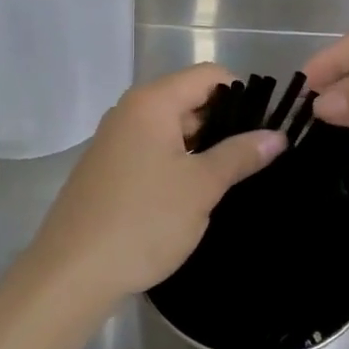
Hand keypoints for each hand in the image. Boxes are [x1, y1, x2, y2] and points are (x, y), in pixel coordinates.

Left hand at [28, 64, 286, 309]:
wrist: (72, 272)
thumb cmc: (143, 220)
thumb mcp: (201, 186)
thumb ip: (240, 155)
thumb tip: (277, 136)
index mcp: (151, 102)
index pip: (208, 76)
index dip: (242, 94)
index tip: (266, 127)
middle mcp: (130, 111)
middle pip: (189, 99)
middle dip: (224, 123)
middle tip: (257, 157)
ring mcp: (115, 140)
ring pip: (172, 129)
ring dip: (202, 147)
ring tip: (234, 177)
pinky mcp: (109, 168)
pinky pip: (153, 151)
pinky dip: (178, 163)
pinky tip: (196, 193)